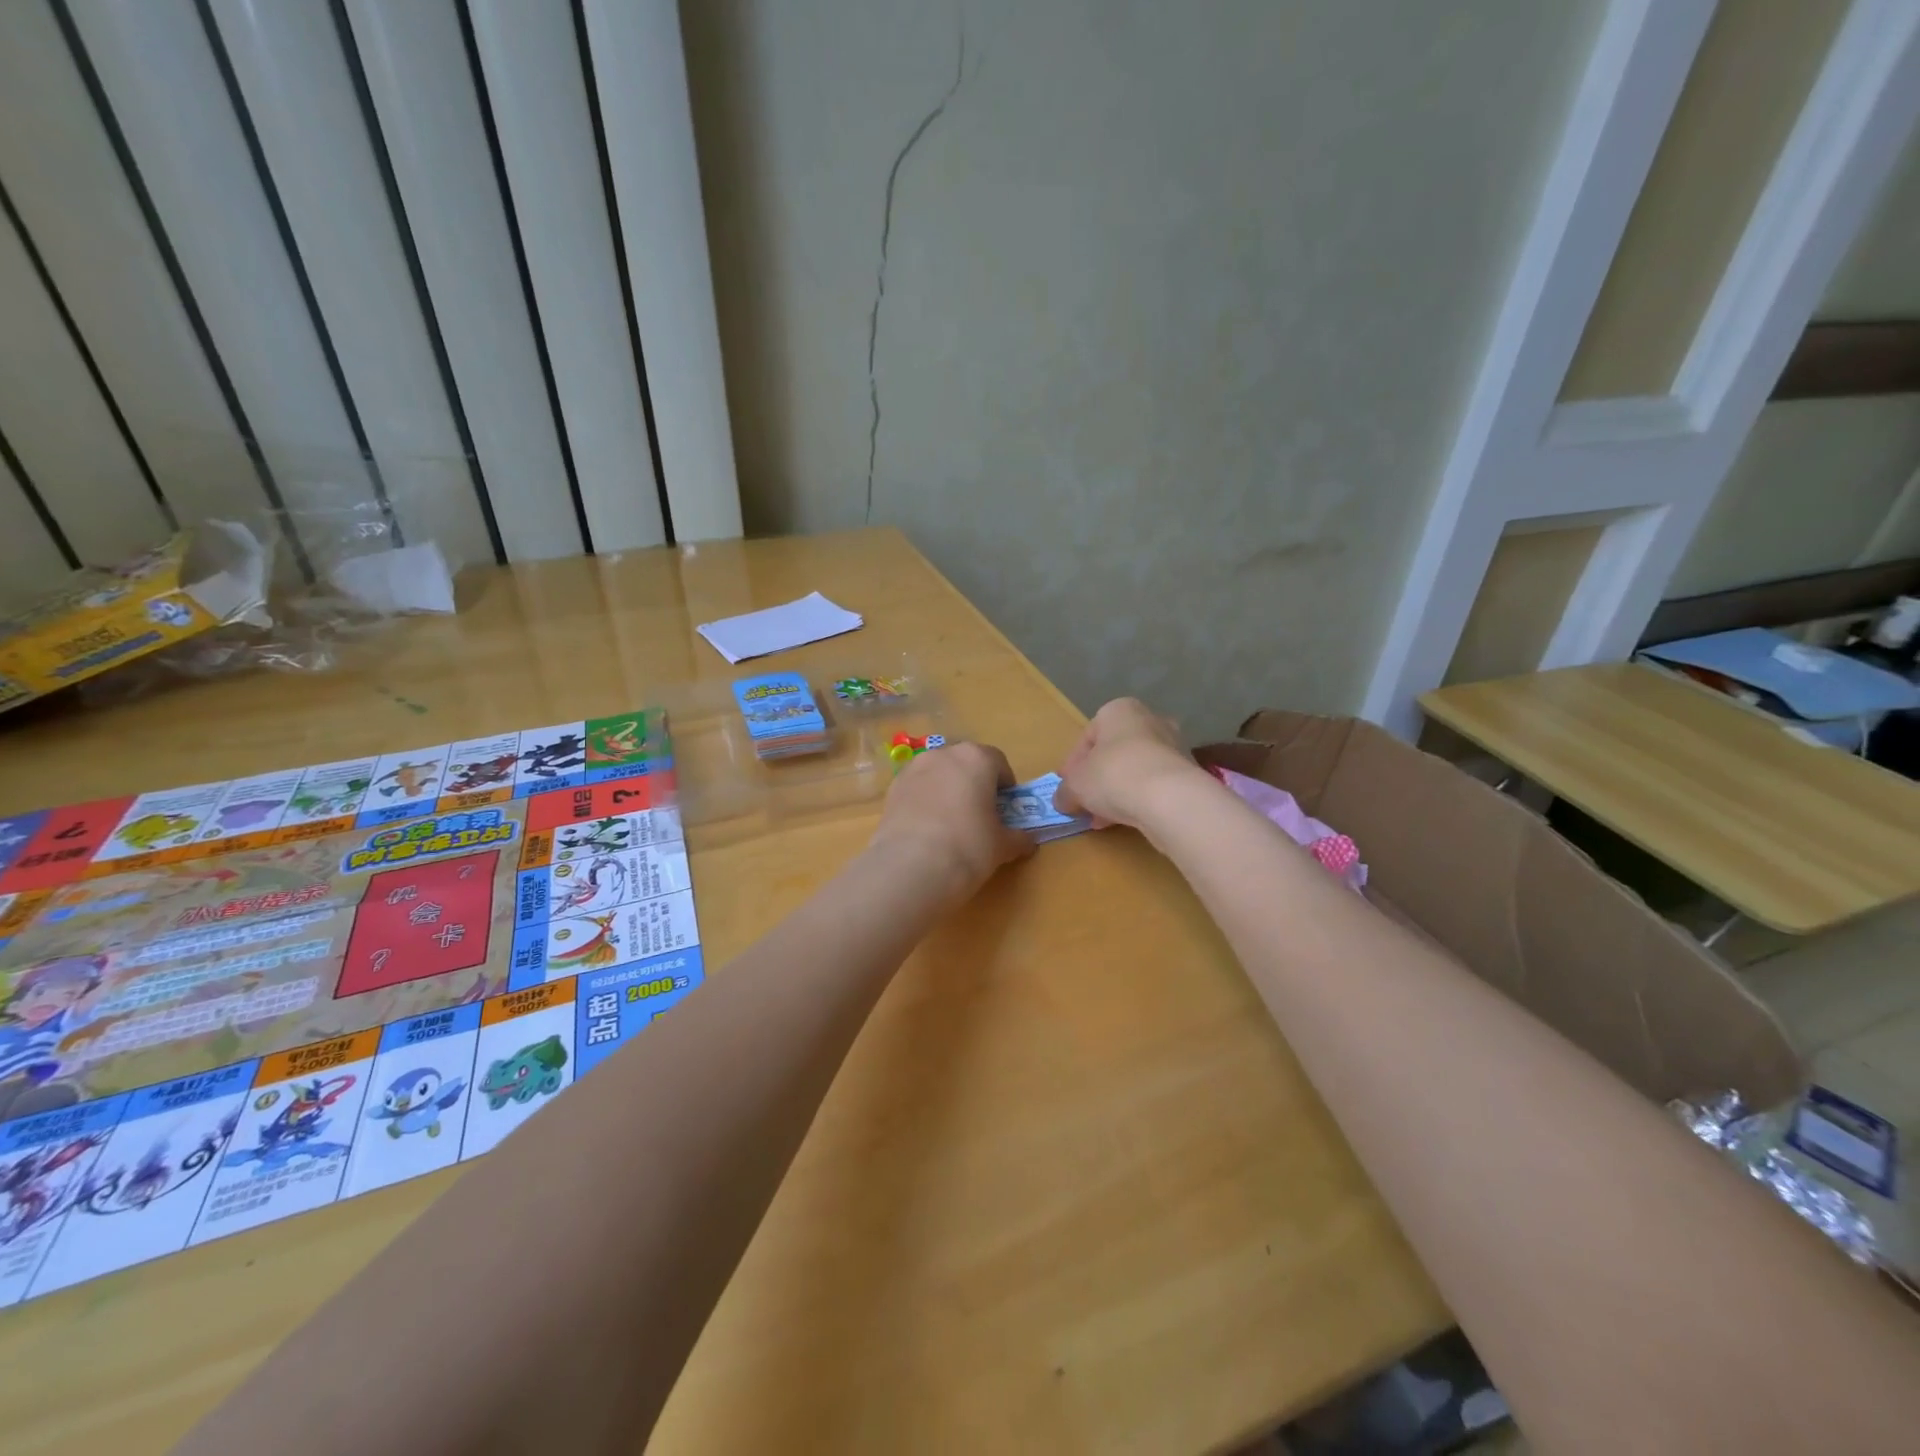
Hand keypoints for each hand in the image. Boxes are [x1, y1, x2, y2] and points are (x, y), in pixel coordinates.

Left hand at [870, 741, 1033, 900]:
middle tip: (980, 814)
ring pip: (939, 773)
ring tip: (951, 823)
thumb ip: (1018, 838)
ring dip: (948, 789)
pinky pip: (917, 788)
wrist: (911, 867)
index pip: (998, 762)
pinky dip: (925, 801)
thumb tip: (1028, 842)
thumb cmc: (968, 847)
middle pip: (966, 763)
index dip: (1005, 784)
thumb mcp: (1002, 846)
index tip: (1006, 807)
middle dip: (975, 783)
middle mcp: (943, 754)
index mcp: (976, 758)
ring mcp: (913, 769)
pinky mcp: (892, 789)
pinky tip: (928, 829)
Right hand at [1053, 698, 1206, 829]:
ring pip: (1134, 770)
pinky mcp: (1188, 773)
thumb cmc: (1114, 775)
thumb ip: (1064, 791)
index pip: (1087, 737)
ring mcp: (1173, 746)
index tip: (1066, 787)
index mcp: (1119, 710)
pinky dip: (1138, 799)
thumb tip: (1062, 800)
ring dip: (1116, 792)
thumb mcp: (1075, 785)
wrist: (1170, 798)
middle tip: (1084, 802)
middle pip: (1113, 752)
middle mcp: (1150, 720)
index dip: (1072, 765)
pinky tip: (1124, 820)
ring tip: (1101, 818)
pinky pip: (1154, 785)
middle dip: (1097, 779)